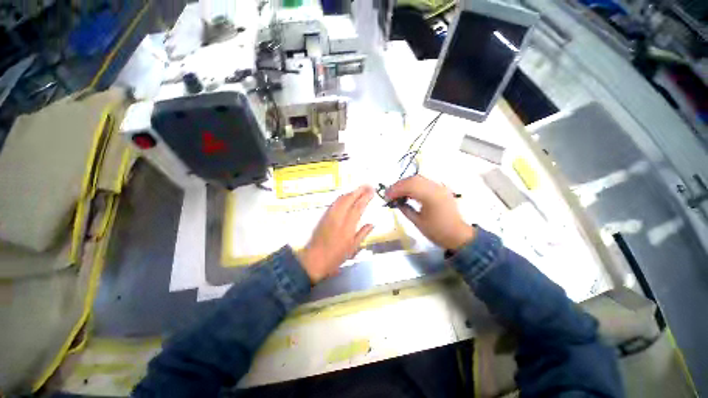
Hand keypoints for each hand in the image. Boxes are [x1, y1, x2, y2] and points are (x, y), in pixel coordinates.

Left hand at [298, 186, 374, 282]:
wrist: (314, 259)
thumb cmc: (336, 256)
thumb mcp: (352, 248)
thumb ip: (362, 234)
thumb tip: (371, 224)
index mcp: (347, 227)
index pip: (358, 207)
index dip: (365, 197)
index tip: (372, 191)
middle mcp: (338, 218)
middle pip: (349, 199)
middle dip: (359, 190)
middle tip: (368, 186)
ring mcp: (329, 215)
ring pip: (341, 199)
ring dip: (351, 192)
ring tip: (360, 189)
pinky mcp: (324, 215)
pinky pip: (335, 202)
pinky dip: (343, 197)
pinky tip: (347, 196)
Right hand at [386, 176, 474, 250]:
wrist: (458, 236)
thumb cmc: (437, 231)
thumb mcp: (417, 222)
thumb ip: (405, 209)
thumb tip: (395, 201)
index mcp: (431, 196)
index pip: (409, 186)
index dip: (396, 189)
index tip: (386, 196)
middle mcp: (436, 187)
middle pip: (414, 179)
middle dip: (399, 185)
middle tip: (389, 193)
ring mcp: (440, 187)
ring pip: (419, 179)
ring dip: (406, 184)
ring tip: (397, 192)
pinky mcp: (441, 189)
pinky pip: (425, 182)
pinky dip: (414, 185)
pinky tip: (408, 192)